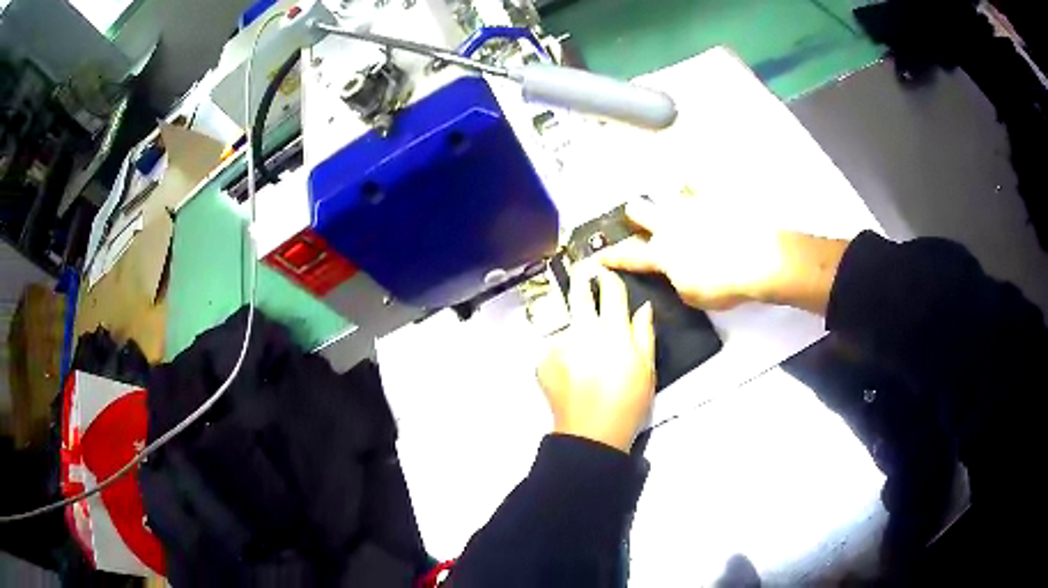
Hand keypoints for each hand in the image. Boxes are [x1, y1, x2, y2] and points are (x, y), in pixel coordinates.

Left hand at [536, 268, 655, 452]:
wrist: (591, 435)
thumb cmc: (628, 403)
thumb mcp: (647, 369)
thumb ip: (644, 333)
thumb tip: (643, 307)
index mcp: (612, 331)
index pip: (610, 290)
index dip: (609, 276)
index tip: (606, 271)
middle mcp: (583, 331)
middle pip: (579, 293)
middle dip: (581, 278)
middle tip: (584, 272)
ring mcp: (559, 345)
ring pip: (568, 325)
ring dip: (576, 331)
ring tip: (585, 358)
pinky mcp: (543, 360)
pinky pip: (556, 348)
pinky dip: (564, 355)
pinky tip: (573, 374)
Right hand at [600, 196, 847, 314]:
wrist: (757, 261)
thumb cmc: (723, 285)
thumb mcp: (693, 296)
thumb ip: (677, 282)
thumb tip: (676, 272)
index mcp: (661, 253)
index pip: (629, 255)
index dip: (612, 257)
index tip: (598, 255)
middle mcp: (669, 224)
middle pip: (639, 210)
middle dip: (635, 215)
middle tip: (641, 220)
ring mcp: (691, 207)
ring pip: (666, 192)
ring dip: (667, 198)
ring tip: (677, 201)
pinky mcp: (713, 197)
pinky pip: (699, 180)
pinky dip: (695, 179)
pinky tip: (695, 177)